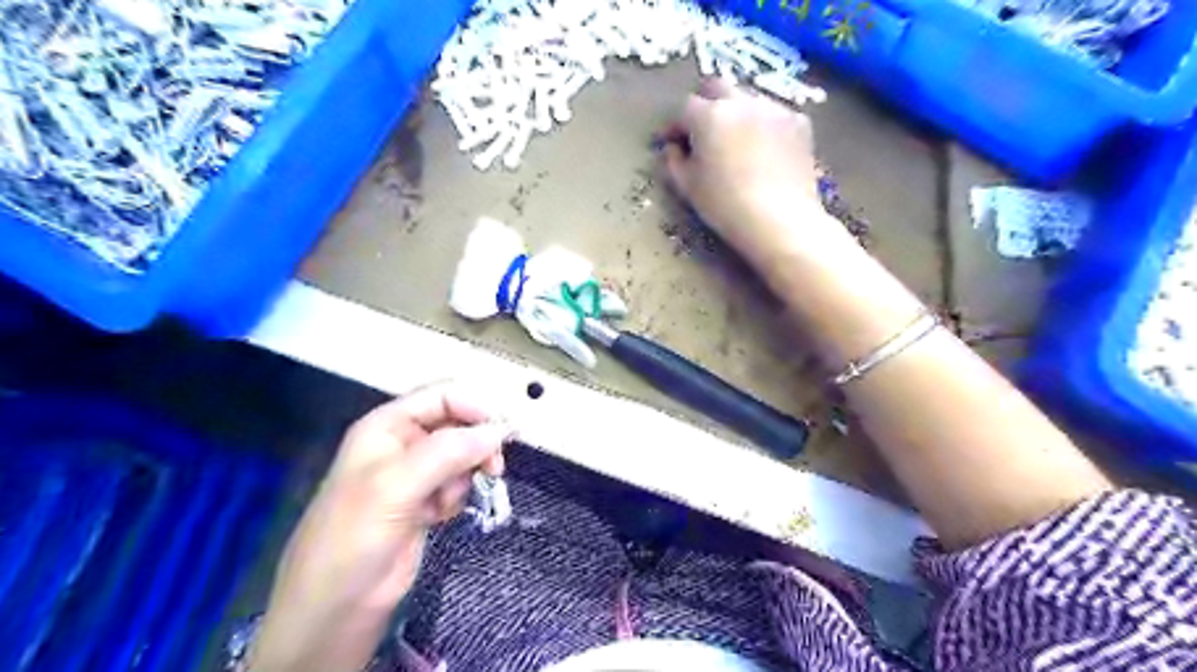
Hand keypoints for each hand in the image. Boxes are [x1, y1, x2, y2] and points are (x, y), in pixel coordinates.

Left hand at [248, 382, 510, 671]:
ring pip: (463, 454)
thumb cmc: (354, 537)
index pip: (441, 395)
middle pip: (457, 424)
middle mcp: (403, 443)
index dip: (474, 406)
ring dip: (465, 474)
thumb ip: (448, 451)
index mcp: (387, 426)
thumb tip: (497, 431)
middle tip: (493, 467)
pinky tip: (440, 515)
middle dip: (476, 444)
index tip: (501, 431)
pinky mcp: (426, 500)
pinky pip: (459, 482)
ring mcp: (415, 473)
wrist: (338, 606)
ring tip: (447, 501)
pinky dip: (458, 495)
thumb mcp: (396, 486)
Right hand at [658, 78, 855, 268]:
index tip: (672, 142)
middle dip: (706, 103)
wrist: (780, 220)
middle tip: (703, 131)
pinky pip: (775, 114)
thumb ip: (675, 162)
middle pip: (717, 86)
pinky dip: (765, 126)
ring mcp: (774, 108)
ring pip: (748, 98)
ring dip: (737, 113)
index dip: (676, 125)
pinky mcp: (800, 122)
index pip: (684, 108)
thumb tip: (674, 148)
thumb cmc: (725, 206)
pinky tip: (765, 150)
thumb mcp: (689, 188)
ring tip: (737, 141)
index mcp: (709, 116)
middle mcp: (741, 101)